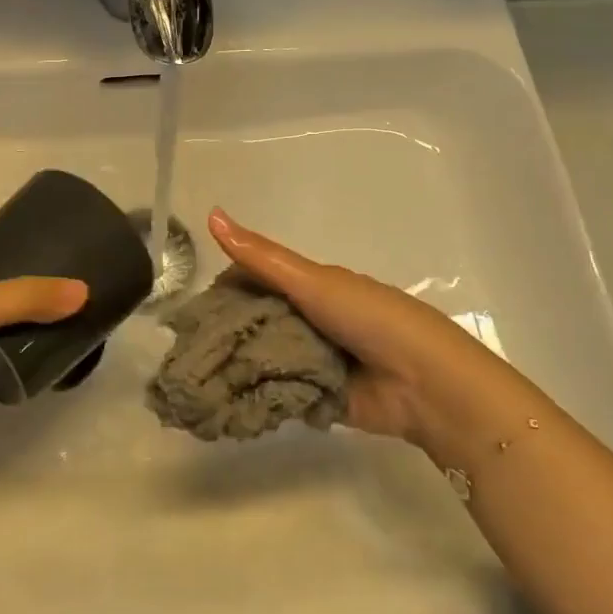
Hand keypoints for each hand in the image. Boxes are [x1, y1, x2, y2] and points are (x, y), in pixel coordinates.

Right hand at [208, 208, 510, 446]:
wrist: (425, 383)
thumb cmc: (369, 318)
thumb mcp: (312, 280)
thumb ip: (261, 257)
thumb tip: (212, 214)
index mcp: (310, 287)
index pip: (255, 281)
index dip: (225, 289)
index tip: (194, 306)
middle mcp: (308, 320)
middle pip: (256, 321)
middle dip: (226, 332)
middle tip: (187, 348)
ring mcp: (312, 360)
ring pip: (263, 357)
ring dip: (237, 366)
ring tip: (195, 377)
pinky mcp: (315, 397)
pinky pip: (276, 392)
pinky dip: (254, 394)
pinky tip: (221, 399)